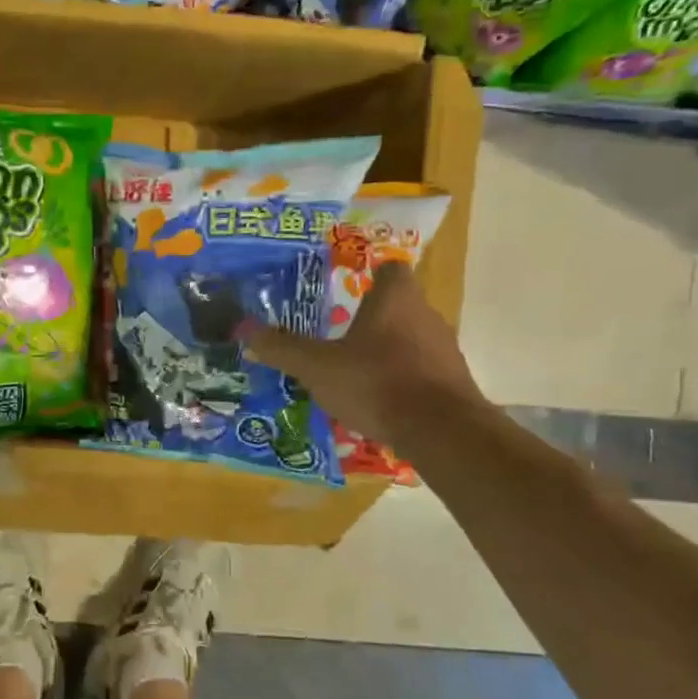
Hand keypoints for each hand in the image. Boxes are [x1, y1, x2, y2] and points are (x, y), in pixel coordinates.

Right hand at [239, 261, 485, 444]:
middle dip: (372, 318)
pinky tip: (380, 400)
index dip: (370, 274)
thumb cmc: (375, 383)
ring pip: (411, 339)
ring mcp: (444, 349)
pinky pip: (422, 370)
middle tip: (340, 333)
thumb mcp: (317, 367)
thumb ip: (282, 348)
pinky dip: (402, 379)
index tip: (349, 288)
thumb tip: (245, 330)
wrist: (441, 430)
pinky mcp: (453, 381)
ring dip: (387, 350)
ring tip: (355, 371)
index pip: (390, 268)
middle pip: (399, 305)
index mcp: (395, 299)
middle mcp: (426, 315)